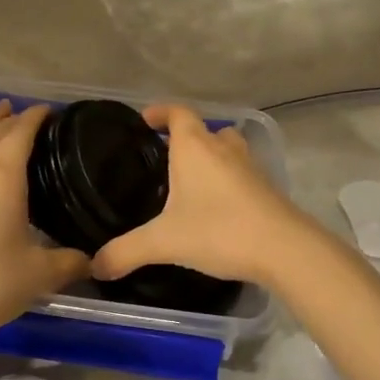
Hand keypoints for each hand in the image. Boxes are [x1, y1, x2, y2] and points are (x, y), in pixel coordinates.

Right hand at [91, 105, 307, 284]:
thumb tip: (94, 266)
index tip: (144, 121)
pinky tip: (215, 206)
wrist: (284, 249)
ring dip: (209, 156)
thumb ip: (125, 252)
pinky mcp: (266, 188)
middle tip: (162, 158)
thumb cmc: (218, 231)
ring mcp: (249, 167)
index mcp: (194, 147)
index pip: (177, 112)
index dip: (159, 112)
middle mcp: (223, 148)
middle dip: (183, 138)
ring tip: (188, 180)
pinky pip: (240, 173)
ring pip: (226, 149)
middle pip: (203, 129)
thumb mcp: (164, 242)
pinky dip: (226, 179)